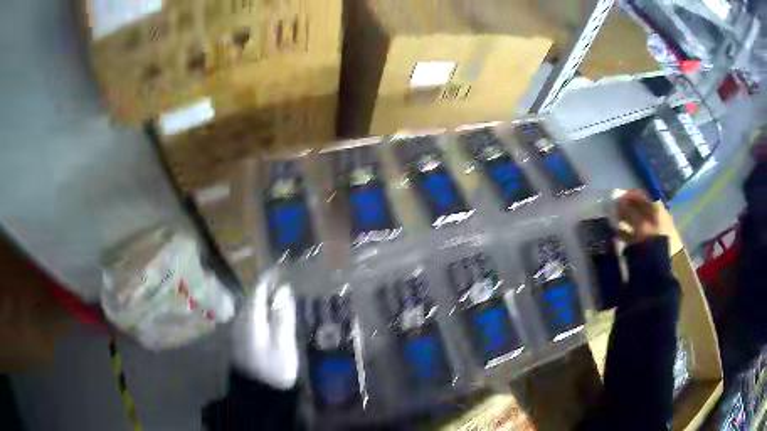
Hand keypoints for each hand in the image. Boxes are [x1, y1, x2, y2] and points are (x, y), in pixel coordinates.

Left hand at [231, 271, 297, 389]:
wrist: (259, 395)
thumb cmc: (274, 367)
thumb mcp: (283, 341)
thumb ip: (282, 314)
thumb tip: (283, 290)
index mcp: (250, 318)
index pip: (257, 290)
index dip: (269, 279)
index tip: (281, 271)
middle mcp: (239, 321)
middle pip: (251, 299)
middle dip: (265, 290)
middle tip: (282, 285)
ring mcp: (237, 332)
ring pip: (249, 309)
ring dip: (262, 303)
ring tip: (279, 301)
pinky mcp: (240, 341)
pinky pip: (249, 320)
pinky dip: (260, 315)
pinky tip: (270, 320)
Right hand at [616, 189, 660, 244]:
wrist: (653, 266)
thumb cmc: (649, 239)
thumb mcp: (639, 223)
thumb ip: (629, 211)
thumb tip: (619, 202)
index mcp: (658, 211)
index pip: (644, 197)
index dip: (632, 195)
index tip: (620, 195)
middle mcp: (656, 219)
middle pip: (640, 209)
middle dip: (627, 206)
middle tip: (615, 206)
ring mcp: (650, 232)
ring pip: (635, 221)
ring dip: (625, 218)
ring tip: (614, 218)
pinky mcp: (643, 243)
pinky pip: (633, 233)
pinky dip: (625, 231)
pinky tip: (616, 231)